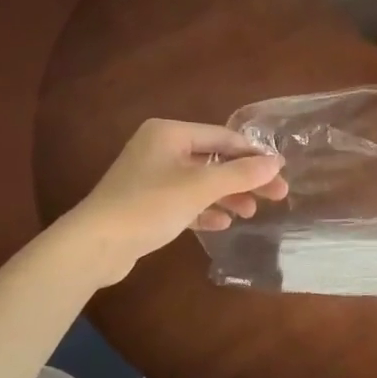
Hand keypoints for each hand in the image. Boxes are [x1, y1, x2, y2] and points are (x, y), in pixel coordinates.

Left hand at [62, 119, 287, 284]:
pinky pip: (184, 200)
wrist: (95, 244)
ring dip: (227, 195)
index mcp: (169, 133)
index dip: (253, 154)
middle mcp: (159, 148)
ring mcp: (150, 176)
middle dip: (243, 178)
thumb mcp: (200, 187)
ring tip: (250, 212)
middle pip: (213, 159)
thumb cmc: (150, 205)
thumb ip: (240, 174)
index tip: (280, 171)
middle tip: (276, 195)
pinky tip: (222, 223)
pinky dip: (204, 209)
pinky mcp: (146, 203)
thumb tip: (276, 163)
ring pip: (200, 182)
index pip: (222, 137)